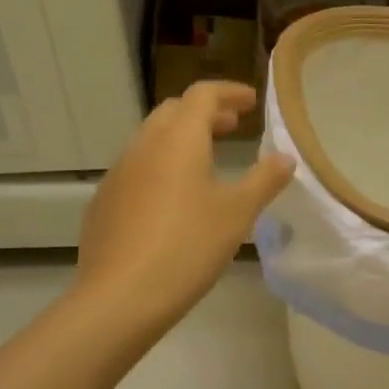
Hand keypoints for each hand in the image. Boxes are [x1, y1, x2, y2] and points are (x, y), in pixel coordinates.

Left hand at [76, 82, 294, 338]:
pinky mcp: (104, 202)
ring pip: (151, 139)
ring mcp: (118, 174)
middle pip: (173, 111)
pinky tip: (173, 199)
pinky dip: (161, 166)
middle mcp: (144, 146)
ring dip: (181, 139)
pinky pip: (136, 168)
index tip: (251, 102)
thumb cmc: (188, 247)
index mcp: (178, 139)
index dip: (229, 92)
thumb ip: (264, 180)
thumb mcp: (238, 214)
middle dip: (204, 113)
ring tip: (206, 161)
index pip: (203, 95)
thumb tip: (285, 157)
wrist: (120, 297)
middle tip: (231, 127)